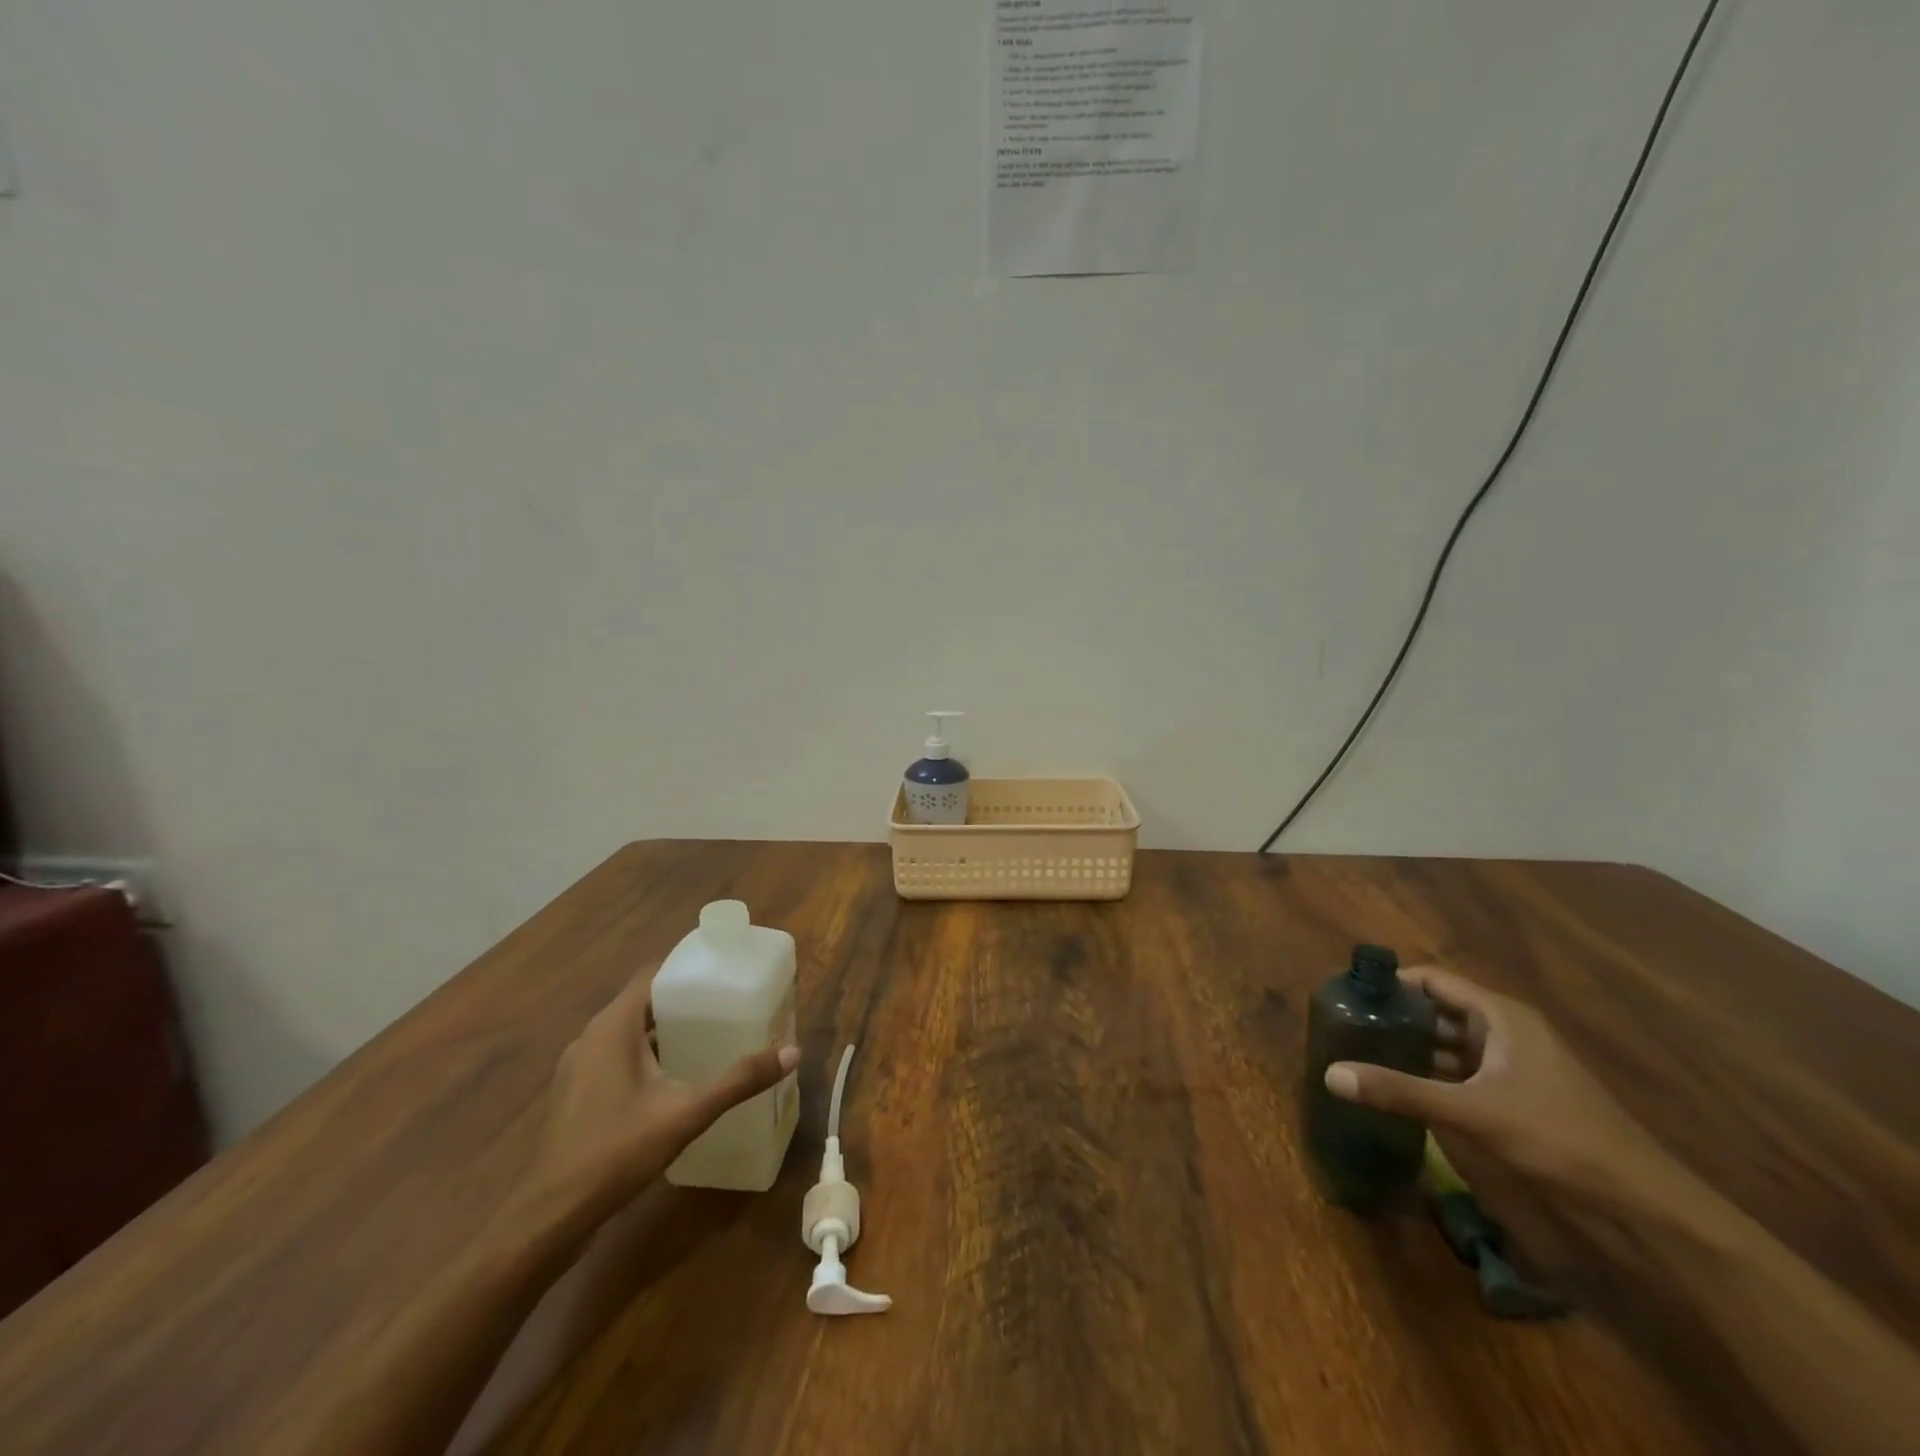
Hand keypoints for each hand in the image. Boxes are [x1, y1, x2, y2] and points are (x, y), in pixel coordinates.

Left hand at [523, 968, 798, 1220]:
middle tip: (727, 1004)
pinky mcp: (576, 1093)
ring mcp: (579, 1066)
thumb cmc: (617, 1151)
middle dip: (684, 999)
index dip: (687, 966)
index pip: (653, 973)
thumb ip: (739, 1080)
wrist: (550, 1216)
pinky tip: (674, 1078)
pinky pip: (616, 1056)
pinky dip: (646, 1055)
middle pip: (644, 1001)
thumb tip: (793, 1052)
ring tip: (709, 1036)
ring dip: (664, 1029)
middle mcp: (592, 1036)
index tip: (724, 970)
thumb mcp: (687, 1113)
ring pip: (629, 1031)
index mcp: (613, 1026)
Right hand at [1322, 967, 1673, 1206]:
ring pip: (1449, 1044)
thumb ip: (1401, 1091)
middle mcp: (1506, 1031)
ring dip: (1411, 1049)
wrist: (1645, 1208)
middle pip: (1438, 1011)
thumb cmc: (1559, 1138)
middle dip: (1396, 1017)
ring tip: (1362, 1055)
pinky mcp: (1518, 1098)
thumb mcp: (1473, 1112)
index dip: (1391, 983)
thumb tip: (1330, 1074)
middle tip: (1346, 1027)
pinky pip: (1463, 1073)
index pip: (1433, 980)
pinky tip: (1401, 1089)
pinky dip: (1432, 1076)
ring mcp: (1514, 1066)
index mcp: (1500, 1016)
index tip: (1348, 994)